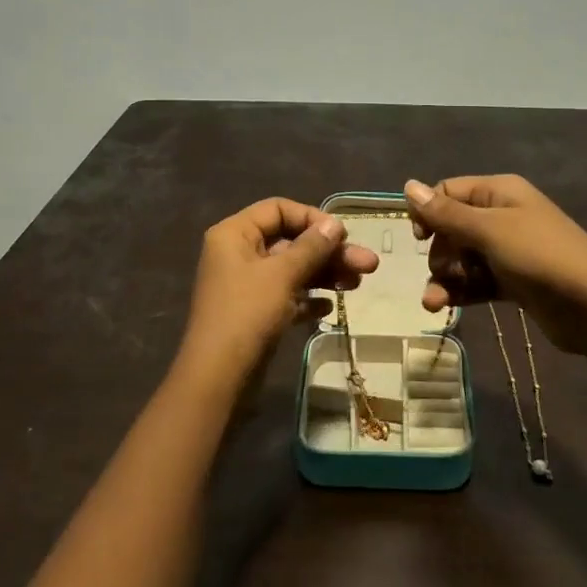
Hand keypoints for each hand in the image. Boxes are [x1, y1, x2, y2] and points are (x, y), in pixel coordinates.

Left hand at [173, 197, 379, 393]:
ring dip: (325, 274)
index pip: (278, 209)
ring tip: (358, 284)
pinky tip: (330, 306)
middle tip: (368, 264)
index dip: (312, 218)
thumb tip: (334, 224)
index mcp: (235, 234)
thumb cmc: (247, 314)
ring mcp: (246, 284)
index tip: (342, 236)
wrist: (218, 377)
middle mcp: (238, 253)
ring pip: (292, 269)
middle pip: (290, 241)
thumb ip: (311, 247)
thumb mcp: (282, 275)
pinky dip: (308, 297)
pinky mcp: (255, 312)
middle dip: (329, 252)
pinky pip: (286, 295)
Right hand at [405, 176, 586, 353]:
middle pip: (452, 227)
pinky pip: (476, 281)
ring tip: (434, 302)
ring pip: (462, 258)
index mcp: (498, 192)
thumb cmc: (538, 255)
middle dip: (439, 251)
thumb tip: (407, 186)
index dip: (429, 212)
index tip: (420, 238)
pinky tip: (443, 307)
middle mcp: (501, 216)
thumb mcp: (488, 230)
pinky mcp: (512, 281)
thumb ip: (445, 213)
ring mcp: (508, 250)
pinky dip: (460, 291)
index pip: (448, 192)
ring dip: (445, 277)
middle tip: (444, 270)